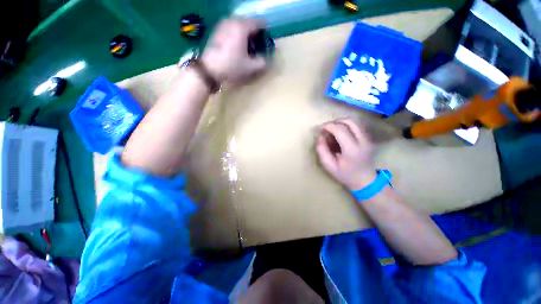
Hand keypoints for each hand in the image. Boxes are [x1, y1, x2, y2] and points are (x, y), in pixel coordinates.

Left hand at [201, 18, 266, 83]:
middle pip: (248, 22)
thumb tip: (266, 60)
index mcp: (242, 27)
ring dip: (245, 33)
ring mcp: (222, 25)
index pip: (258, 23)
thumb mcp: (250, 67)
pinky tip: (237, 46)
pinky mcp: (216, 31)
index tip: (267, 39)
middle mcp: (232, 21)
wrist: (209, 69)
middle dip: (254, 32)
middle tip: (258, 44)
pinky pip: (231, 28)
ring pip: (238, 25)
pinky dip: (236, 34)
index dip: (265, 30)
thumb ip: (262, 62)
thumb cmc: (231, 66)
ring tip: (247, 46)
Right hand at [316, 118, 376, 190]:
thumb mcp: (329, 166)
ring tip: (333, 130)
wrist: (365, 180)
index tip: (320, 128)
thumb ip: (322, 150)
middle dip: (335, 121)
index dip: (328, 126)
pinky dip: (346, 125)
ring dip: (341, 122)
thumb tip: (320, 136)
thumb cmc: (345, 174)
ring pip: (354, 121)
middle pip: (349, 121)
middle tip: (326, 128)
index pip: (340, 129)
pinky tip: (341, 133)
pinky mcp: (368, 138)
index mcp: (352, 149)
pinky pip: (356, 126)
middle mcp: (362, 141)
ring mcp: (368, 138)